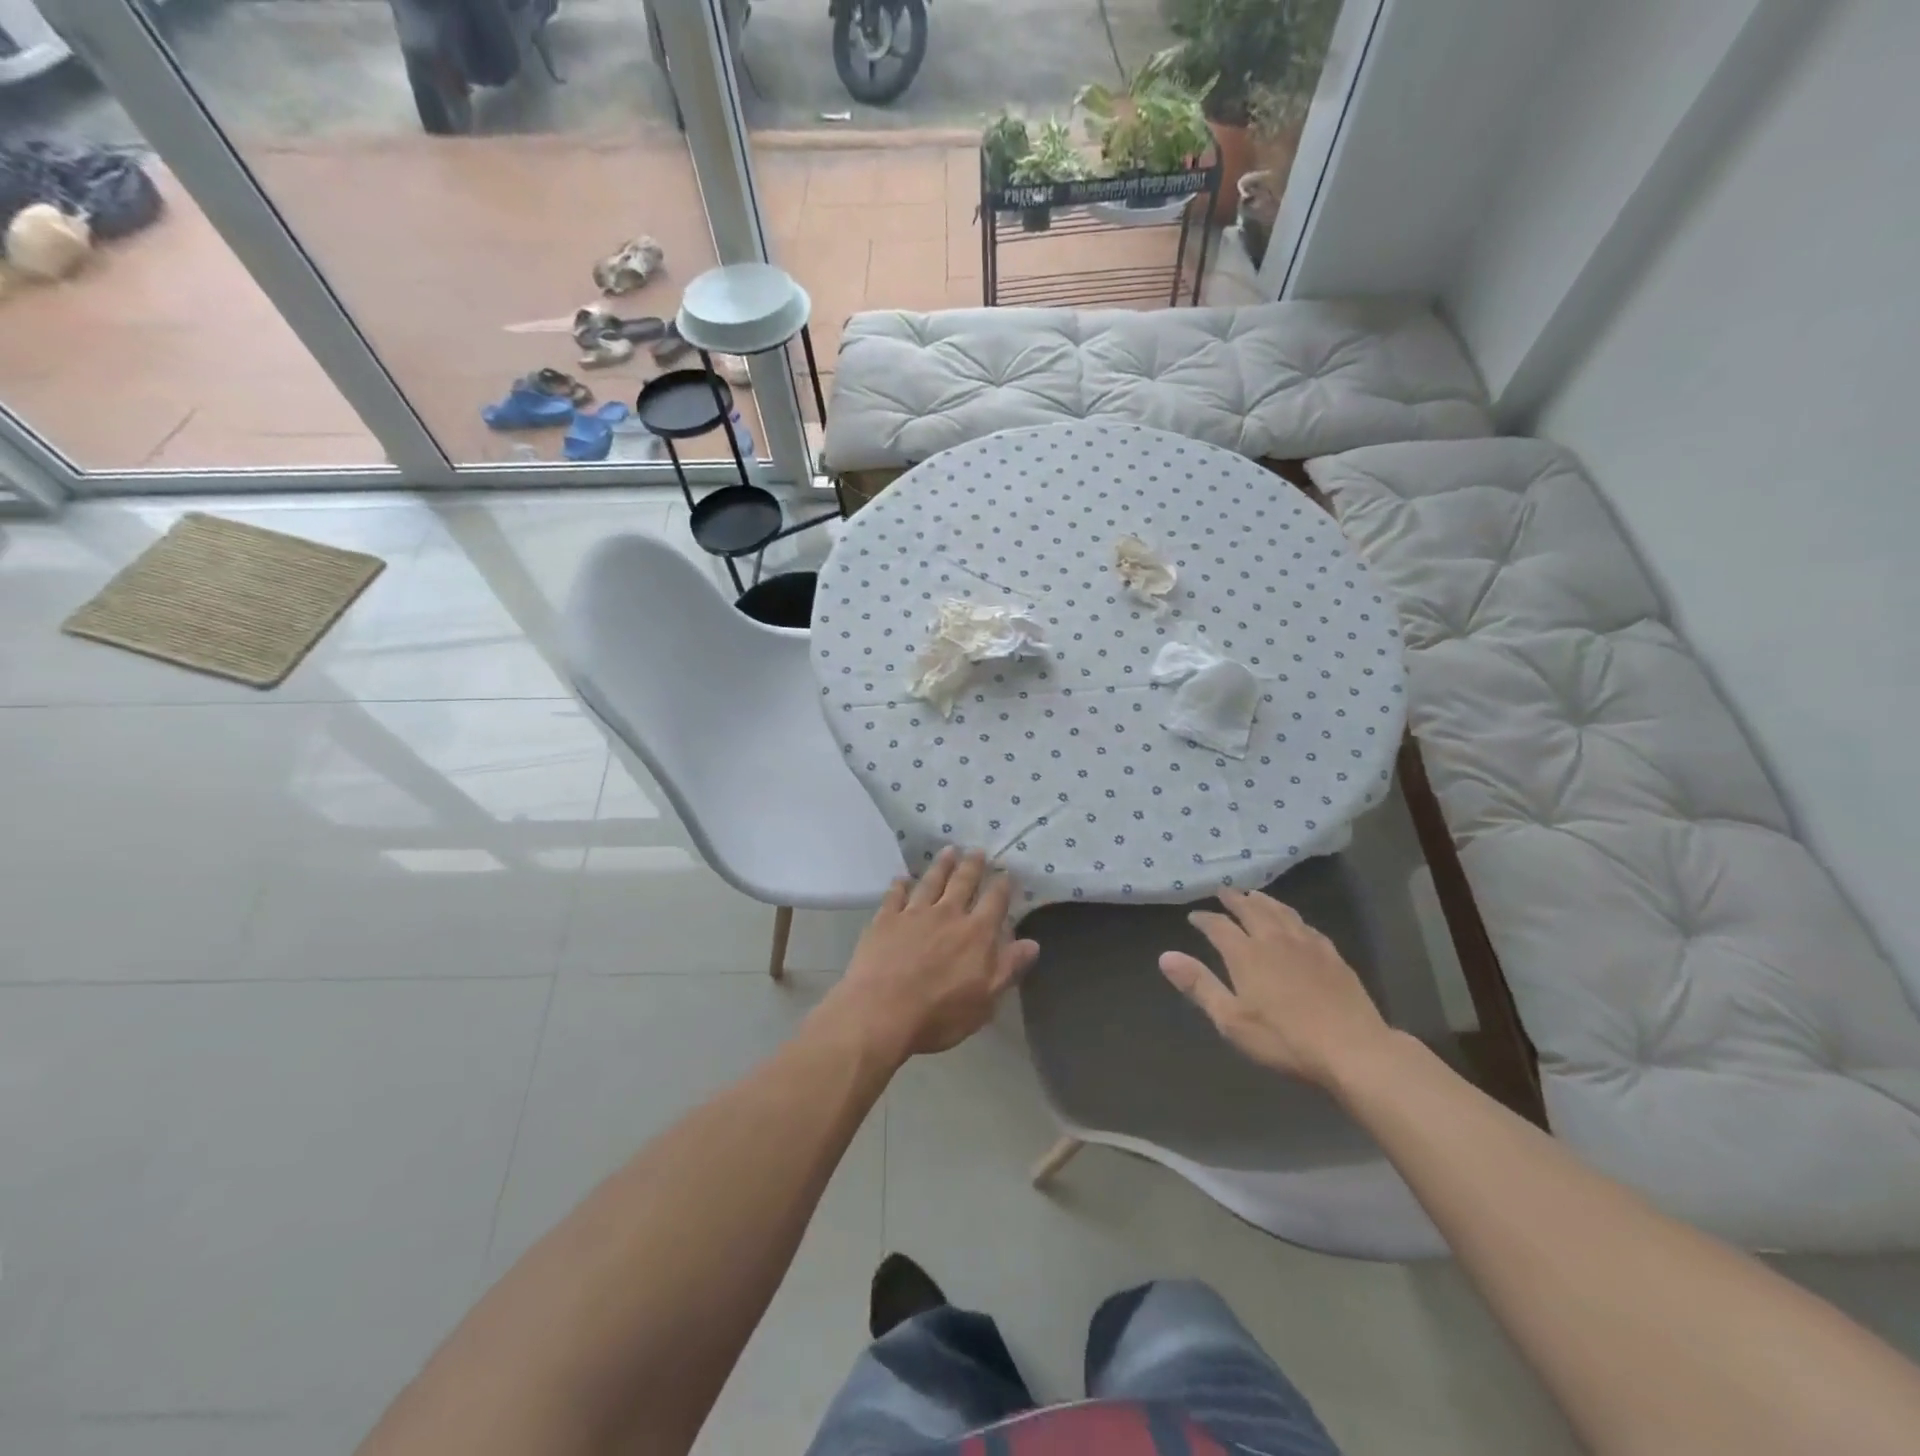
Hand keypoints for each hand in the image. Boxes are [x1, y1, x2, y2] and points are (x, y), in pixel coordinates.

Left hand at [825, 848, 1039, 1061]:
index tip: (1006, 873)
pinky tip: (902, 878)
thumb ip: (1008, 968)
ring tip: (949, 850)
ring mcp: (914, 914)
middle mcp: (947, 914)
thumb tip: (1032, 943)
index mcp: (976, 934)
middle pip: (963, 882)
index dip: (1002, 886)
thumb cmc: (939, 1014)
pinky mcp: (885, 919)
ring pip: (931, 881)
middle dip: (972, 865)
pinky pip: (895, 895)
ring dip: (941, 865)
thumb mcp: (985, 1000)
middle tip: (977, 850)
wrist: (881, 1012)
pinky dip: (900, 885)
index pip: (994, 902)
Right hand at [1159, 888, 1393, 1087]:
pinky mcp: (1332, 955)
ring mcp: (1306, 944)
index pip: (1218, 926)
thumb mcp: (1232, 1020)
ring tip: (1254, 894)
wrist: (1353, 1050)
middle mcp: (1274, 939)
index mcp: (1246, 954)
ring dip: (1263, 900)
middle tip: (1223, 891)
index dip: (1204, 919)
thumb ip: (1199, 985)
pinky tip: (1294, 922)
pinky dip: (1292, 916)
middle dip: (1234, 899)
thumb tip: (1165, 956)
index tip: (1194, 916)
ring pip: (1280, 911)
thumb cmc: (1285, 1040)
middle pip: (1251, 910)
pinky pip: (1306, 925)